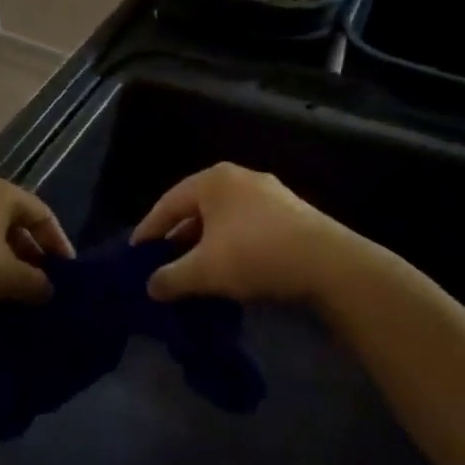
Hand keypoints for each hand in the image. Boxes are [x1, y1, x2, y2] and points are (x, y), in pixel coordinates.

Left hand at [0, 175, 73, 312]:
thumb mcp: (6, 277)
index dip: (58, 243)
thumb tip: (48, 289)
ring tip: (15, 284)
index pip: (42, 213)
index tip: (66, 272)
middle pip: (16, 219)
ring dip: (8, 255)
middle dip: (32, 250)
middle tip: (42, 280)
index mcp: (1, 191)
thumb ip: (35, 282)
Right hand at [132, 163, 363, 302]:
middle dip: (178, 237)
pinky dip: (231, 245)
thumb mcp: (204, 271)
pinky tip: (231, 270)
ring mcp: (269, 193)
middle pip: (196, 208)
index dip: (149, 229)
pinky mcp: (292, 213)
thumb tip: (151, 287)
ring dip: (206, 243)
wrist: (329, 263)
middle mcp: (239, 178)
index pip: (168, 203)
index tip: (135, 253)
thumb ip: (171, 278)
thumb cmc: (255, 255)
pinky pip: (247, 226)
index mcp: (213, 180)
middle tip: (162, 263)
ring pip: (224, 218)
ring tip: (194, 270)